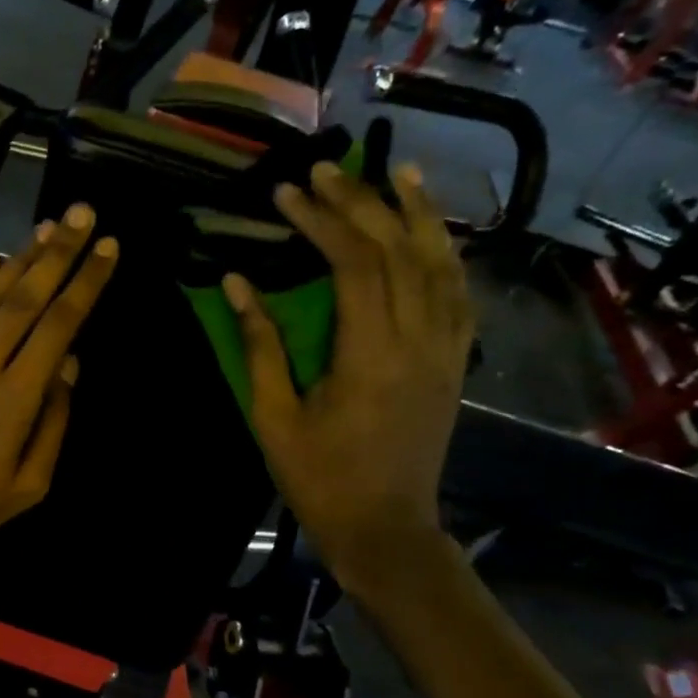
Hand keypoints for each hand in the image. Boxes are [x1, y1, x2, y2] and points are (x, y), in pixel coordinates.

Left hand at [0, 206, 118, 582]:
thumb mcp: (28, 486)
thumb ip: (52, 423)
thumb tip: (69, 366)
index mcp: (17, 396)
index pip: (60, 325)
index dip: (87, 283)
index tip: (109, 249)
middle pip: (26, 297)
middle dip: (58, 252)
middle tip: (82, 213)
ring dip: (19, 258)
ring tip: (45, 227)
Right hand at [224, 161, 472, 594]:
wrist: (386, 528)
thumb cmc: (320, 478)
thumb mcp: (274, 417)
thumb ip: (260, 346)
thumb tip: (237, 283)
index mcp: (371, 356)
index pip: (355, 264)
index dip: (322, 221)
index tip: (288, 193)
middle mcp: (420, 341)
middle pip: (399, 250)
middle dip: (362, 203)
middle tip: (327, 169)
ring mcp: (446, 350)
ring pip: (442, 263)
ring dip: (419, 213)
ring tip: (398, 172)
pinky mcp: (455, 362)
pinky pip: (460, 294)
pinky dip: (446, 254)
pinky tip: (433, 232)